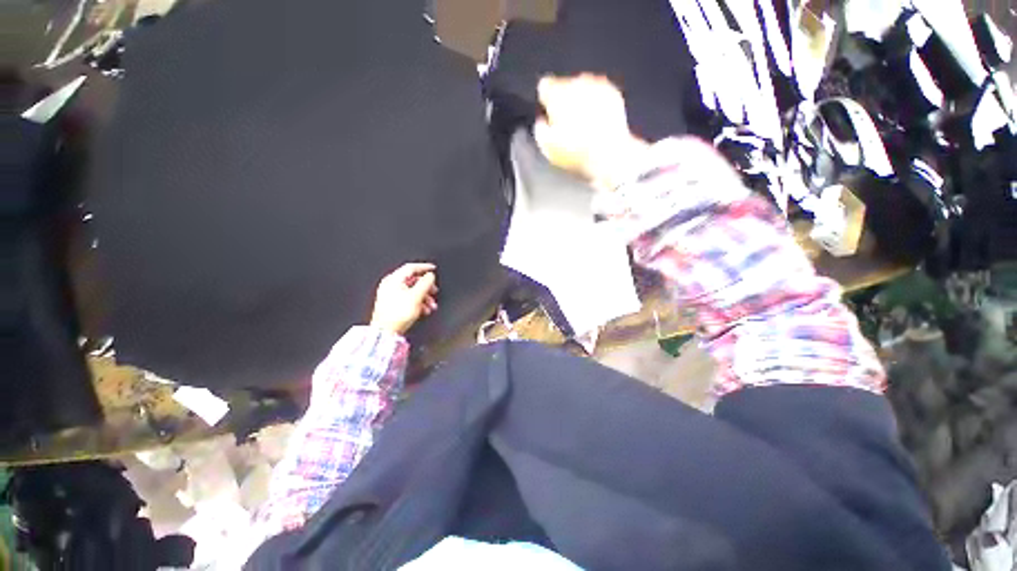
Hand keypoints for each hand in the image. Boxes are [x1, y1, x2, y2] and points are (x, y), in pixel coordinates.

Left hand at [369, 263, 438, 334]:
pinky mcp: (393, 304)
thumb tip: (430, 276)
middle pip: (413, 280)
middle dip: (426, 287)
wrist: (386, 331)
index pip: (411, 267)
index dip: (424, 267)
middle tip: (434, 291)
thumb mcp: (416, 296)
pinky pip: (409, 298)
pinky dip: (418, 302)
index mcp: (394, 279)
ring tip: (431, 305)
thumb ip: (425, 283)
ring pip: (413, 290)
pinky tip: (424, 310)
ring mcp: (391, 294)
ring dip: (425, 297)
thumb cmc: (397, 314)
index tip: (433, 268)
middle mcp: (391, 285)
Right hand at [534, 74, 649, 190]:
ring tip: (583, 126)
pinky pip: (600, 94)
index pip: (544, 85)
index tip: (548, 114)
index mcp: (557, 93)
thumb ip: (540, 128)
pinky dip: (597, 104)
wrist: (608, 153)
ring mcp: (597, 85)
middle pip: (565, 85)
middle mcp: (577, 82)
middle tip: (566, 125)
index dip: (545, 100)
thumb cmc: (575, 151)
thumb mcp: (547, 146)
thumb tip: (542, 121)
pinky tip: (596, 123)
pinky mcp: (613, 93)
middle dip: (565, 101)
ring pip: (583, 88)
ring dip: (581, 102)